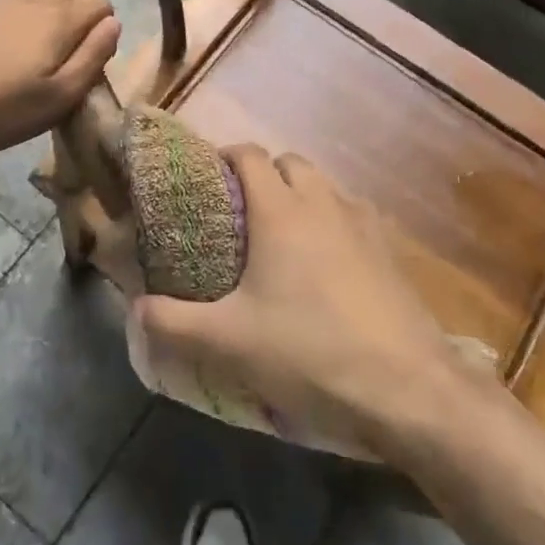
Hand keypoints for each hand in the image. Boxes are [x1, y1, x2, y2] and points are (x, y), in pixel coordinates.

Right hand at [130, 146, 477, 451]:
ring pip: (324, 186)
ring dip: (299, 195)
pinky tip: (326, 265)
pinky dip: (332, 221)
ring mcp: (364, 223)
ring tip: (280, 237)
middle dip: (262, 175)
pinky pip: (353, 215)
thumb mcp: (229, 343)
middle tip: (238, 213)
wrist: (410, 390)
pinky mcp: (391, 251)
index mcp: (281, 210)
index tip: (204, 183)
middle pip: (289, 162)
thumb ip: (172, 323)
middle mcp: (324, 202)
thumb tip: (134, 309)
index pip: (249, 155)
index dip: (223, 158)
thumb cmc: (310, 352)